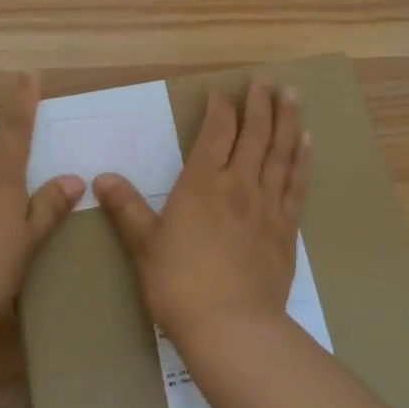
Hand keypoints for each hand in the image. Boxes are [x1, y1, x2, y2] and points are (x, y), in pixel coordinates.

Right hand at [94, 78, 310, 344]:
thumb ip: (126, 208)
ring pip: (280, 152)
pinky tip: (307, 143)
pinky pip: (296, 184)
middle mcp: (238, 185)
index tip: (222, 92)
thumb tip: (101, 177)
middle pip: (253, 135)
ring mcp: (267, 205)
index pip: (215, 134)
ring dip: (287, 121)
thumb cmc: (179, 285)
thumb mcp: (143, 246)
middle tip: (266, 81)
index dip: (220, 109)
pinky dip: (302, 160)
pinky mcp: (287, 229)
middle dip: (259, 105)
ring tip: (293, 95)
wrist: (231, 326)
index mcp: (201, 184)